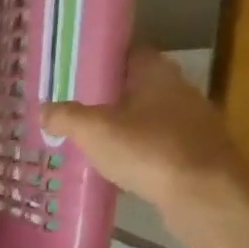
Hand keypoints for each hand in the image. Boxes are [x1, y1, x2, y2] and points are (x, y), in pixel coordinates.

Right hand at [38, 46, 248, 247]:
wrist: (204, 195)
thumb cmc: (149, 151)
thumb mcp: (94, 131)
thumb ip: (66, 117)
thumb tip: (44, 110)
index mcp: (157, 74)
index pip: (128, 52)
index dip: (100, 59)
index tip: (73, 70)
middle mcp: (178, 91)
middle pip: (135, 87)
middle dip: (105, 97)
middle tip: (71, 109)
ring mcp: (190, 125)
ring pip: (145, 119)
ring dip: (120, 128)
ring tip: (86, 141)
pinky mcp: (193, 156)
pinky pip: (154, 148)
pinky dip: (134, 154)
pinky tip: (113, 170)